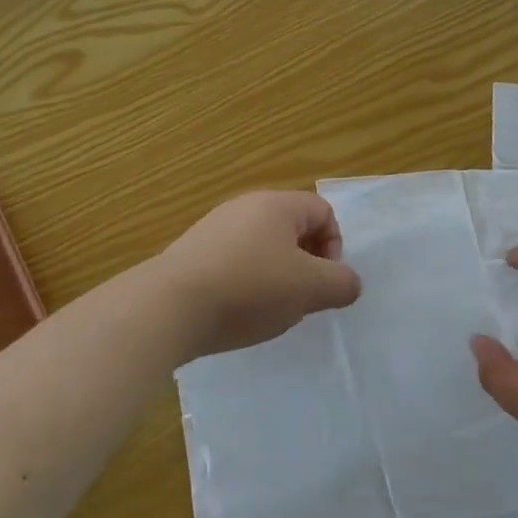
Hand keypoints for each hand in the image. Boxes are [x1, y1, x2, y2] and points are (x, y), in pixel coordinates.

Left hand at [155, 191, 362, 357]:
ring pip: (263, 249)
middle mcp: (244, 207)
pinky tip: (237, 312)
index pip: (323, 211)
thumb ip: (341, 284)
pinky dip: (245, 285)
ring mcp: (214, 229)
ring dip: (276, 277)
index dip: (335, 246)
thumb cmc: (249, 288)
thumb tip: (349, 283)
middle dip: (306, 265)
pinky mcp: (192, 255)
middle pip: (293, 229)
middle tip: (301, 298)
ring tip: (269, 309)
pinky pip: (234, 263)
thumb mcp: (309, 289)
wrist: (168, 307)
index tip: (324, 281)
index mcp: (276, 205)